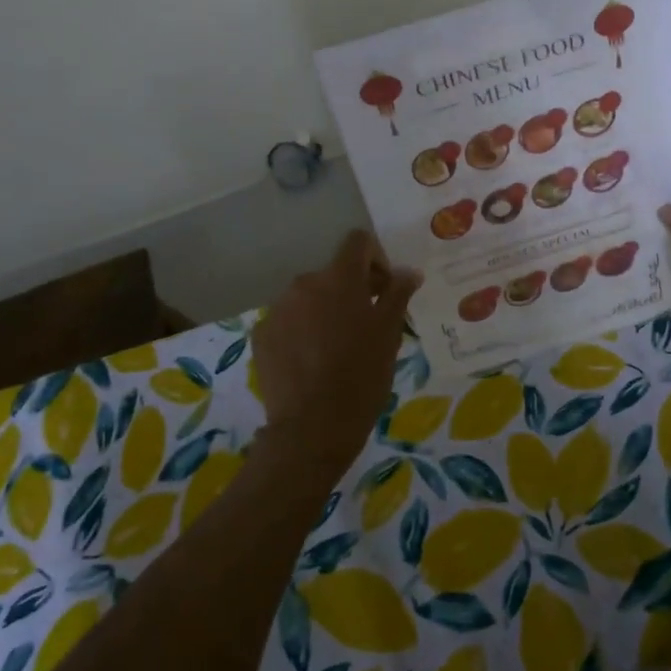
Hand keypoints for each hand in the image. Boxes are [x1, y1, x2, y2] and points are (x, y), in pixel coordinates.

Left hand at [251, 230, 421, 477]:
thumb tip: (408, 271)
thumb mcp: (389, 334)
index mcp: (339, 278)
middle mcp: (304, 283)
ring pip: (309, 298)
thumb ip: (398, 294)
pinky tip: (313, 363)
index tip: (384, 291)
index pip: (357, 242)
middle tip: (367, 327)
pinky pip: (288, 321)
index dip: (376, 259)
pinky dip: (303, 332)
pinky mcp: (262, 336)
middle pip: (333, 273)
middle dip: (352, 291)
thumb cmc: (361, 377)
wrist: (312, 428)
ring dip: (326, 311)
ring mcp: (278, 310)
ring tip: (338, 349)